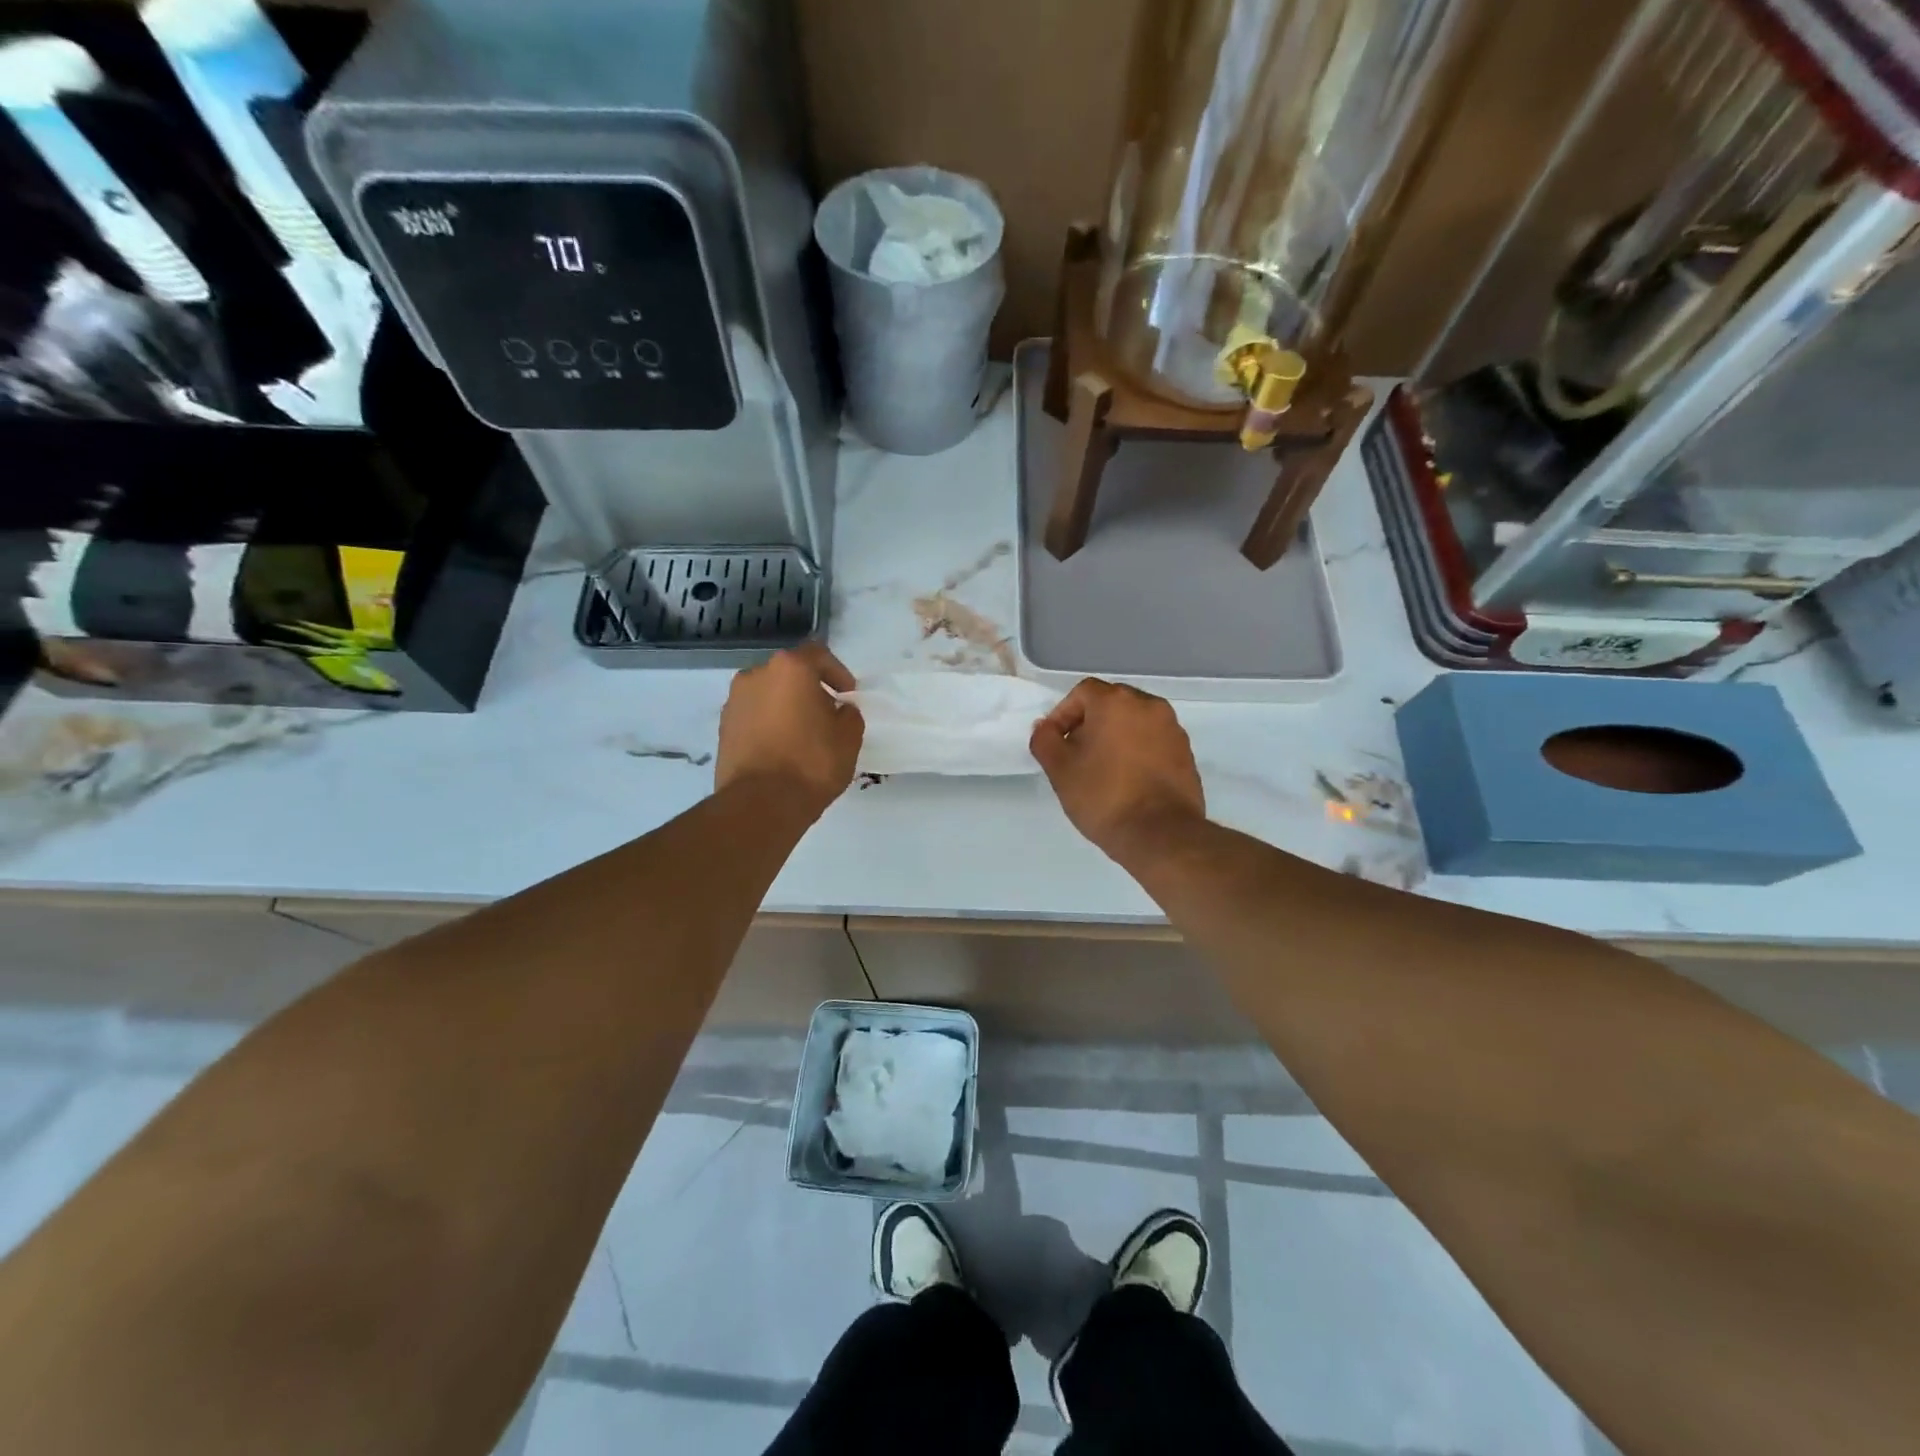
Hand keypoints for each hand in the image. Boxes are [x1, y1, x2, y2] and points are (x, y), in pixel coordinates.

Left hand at [715, 643, 863, 813]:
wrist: (760, 803)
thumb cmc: (811, 763)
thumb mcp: (849, 738)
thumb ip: (849, 714)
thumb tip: (840, 710)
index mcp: (790, 668)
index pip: (818, 654)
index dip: (837, 672)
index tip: (847, 695)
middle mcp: (756, 675)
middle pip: (789, 673)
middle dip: (809, 690)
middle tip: (826, 715)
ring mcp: (734, 702)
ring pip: (768, 695)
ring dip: (786, 707)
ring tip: (803, 735)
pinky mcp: (723, 728)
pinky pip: (753, 717)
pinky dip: (769, 725)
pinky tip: (782, 750)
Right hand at [1029, 678, 1205, 865]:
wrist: (1161, 834)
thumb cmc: (1104, 796)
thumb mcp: (1060, 769)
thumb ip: (1045, 740)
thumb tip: (1046, 728)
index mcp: (1117, 701)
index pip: (1082, 692)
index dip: (1063, 714)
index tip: (1056, 743)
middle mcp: (1149, 705)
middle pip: (1111, 703)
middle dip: (1090, 724)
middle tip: (1076, 754)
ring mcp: (1173, 729)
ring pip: (1134, 722)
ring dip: (1115, 737)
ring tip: (1102, 769)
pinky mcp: (1186, 753)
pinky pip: (1153, 741)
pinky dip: (1137, 751)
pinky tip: (1128, 780)